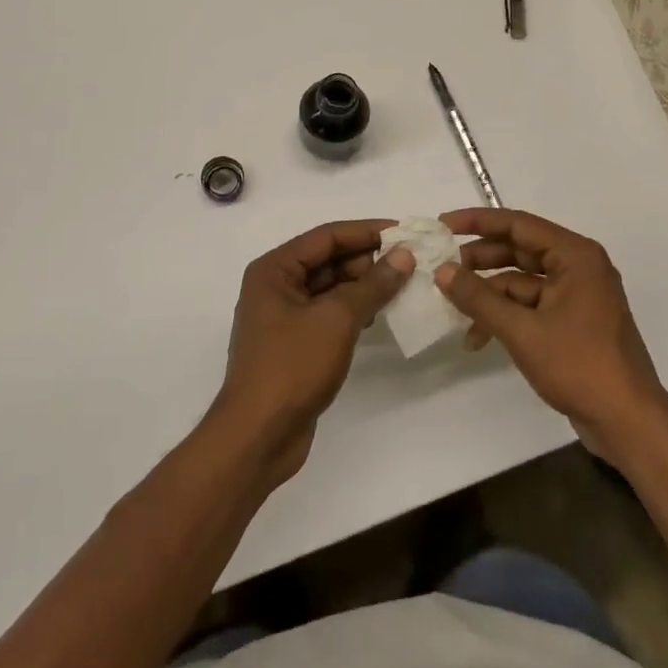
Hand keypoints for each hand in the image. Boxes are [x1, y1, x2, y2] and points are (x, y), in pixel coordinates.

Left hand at [214, 220, 413, 483]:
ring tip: (401, 287)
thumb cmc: (292, 367)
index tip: (404, 232)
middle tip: (408, 264)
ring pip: (330, 287)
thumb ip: (373, 284)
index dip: (366, 231)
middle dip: (367, 260)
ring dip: (363, 285)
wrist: (258, 436)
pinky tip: (378, 315)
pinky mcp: (294, 343)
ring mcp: (283, 316)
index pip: (327, 236)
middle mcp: (275, 285)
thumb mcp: (337, 319)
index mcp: (274, 269)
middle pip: (328, 259)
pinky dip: (353, 309)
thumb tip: (404, 255)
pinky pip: (328, 312)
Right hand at [435, 209, 667, 465]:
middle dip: (480, 260)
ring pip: (523, 281)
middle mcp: (579, 267)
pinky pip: (531, 305)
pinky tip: (477, 336)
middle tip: (443, 266)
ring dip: (489, 293)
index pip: (519, 225)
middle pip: (520, 250)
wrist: (627, 421)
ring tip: (452, 306)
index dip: (478, 222)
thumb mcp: (522, 330)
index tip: (443, 224)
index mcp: (576, 256)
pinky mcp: (573, 322)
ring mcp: (577, 296)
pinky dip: (505, 315)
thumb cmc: (579, 365)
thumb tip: (442, 271)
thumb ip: (479, 298)